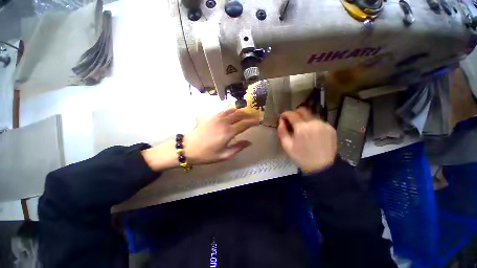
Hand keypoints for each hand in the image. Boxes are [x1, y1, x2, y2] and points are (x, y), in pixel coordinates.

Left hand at [142, 109, 258, 171]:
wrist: (188, 148)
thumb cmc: (206, 154)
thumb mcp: (224, 155)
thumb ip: (238, 147)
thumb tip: (249, 142)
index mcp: (228, 132)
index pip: (244, 124)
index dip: (253, 122)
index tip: (259, 121)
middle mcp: (224, 122)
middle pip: (240, 114)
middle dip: (249, 115)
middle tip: (254, 116)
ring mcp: (217, 118)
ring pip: (232, 111)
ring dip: (241, 111)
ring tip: (246, 113)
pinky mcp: (212, 117)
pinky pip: (224, 111)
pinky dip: (231, 110)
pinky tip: (233, 113)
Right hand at [277, 107, 336, 173]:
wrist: (322, 167)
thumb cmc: (301, 157)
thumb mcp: (287, 146)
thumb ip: (282, 131)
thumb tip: (281, 121)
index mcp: (302, 128)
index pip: (292, 114)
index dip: (286, 114)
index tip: (282, 117)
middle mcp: (314, 123)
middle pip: (303, 110)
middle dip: (295, 112)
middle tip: (291, 120)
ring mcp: (324, 125)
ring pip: (311, 115)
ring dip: (304, 118)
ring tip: (301, 127)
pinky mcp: (330, 128)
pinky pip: (318, 121)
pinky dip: (312, 123)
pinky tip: (311, 132)